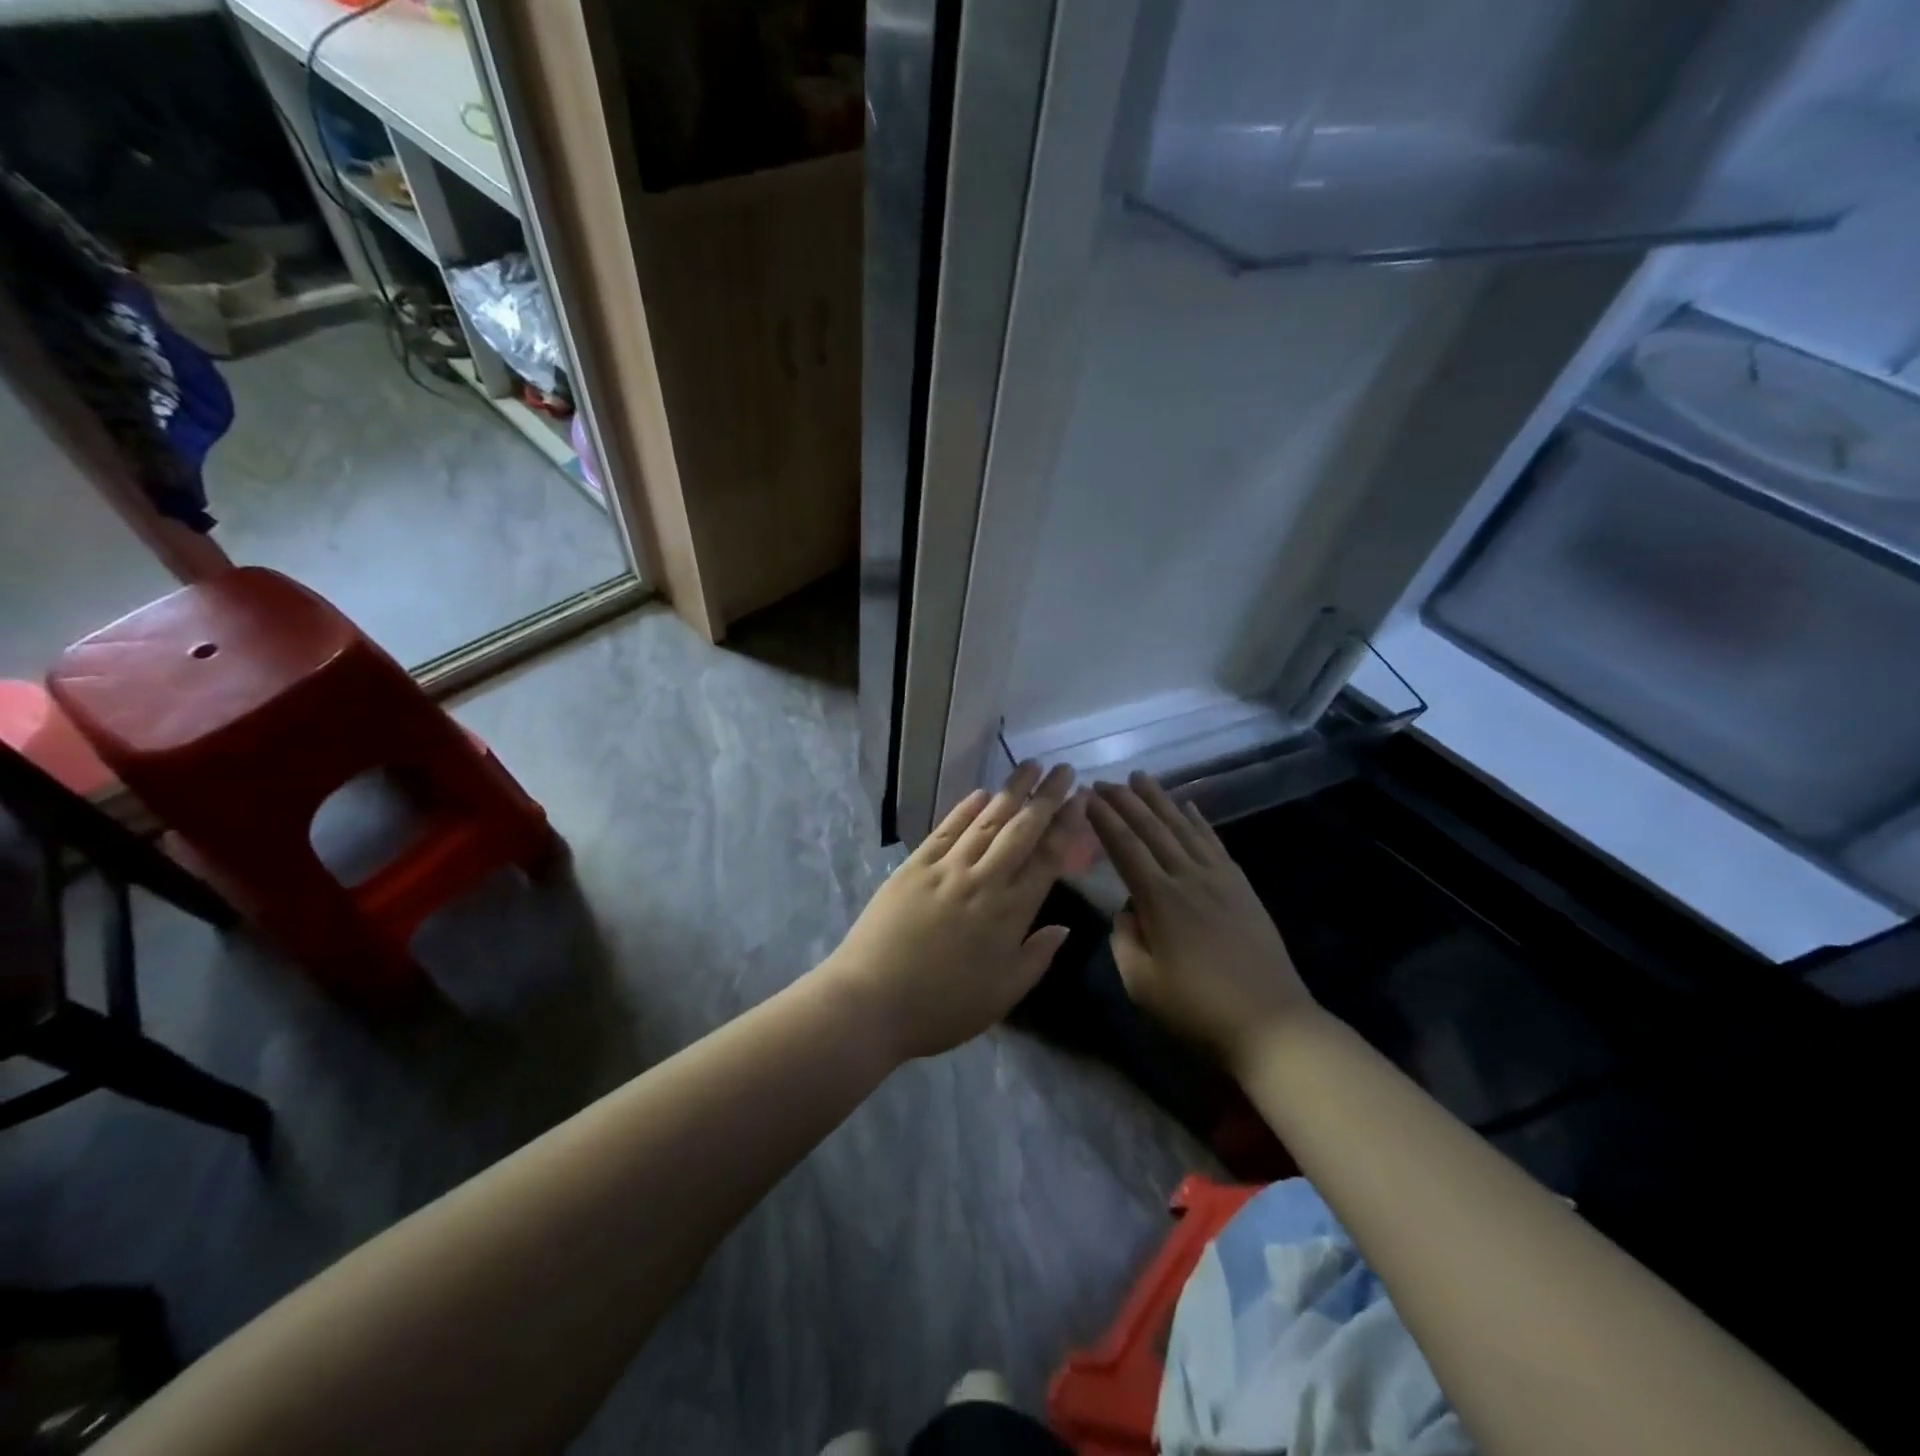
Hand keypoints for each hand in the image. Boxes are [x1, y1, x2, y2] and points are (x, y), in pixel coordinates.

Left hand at [826, 762, 1081, 1062]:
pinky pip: (945, 830)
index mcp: (1009, 913)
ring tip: (1028, 766)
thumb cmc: (942, 1007)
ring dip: (1010, 791)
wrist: (871, 1001)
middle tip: (1063, 768)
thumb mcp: (1002, 996)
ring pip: (986, 821)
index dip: (1067, 826)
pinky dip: (964, 809)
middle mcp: (982, 880)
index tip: (1080, 799)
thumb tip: (1064, 927)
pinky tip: (979, 793)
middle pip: (1021, 830)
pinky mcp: (914, 867)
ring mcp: (945, 869)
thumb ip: (1037, 957)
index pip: (1047, 858)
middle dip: (1045, 797)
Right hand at [1086, 774, 1315, 1071]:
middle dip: (1126, 801)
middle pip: (1153, 829)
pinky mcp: (1242, 886)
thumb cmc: (1198, 1009)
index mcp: (1160, 900)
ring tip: (1141, 777)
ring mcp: (1220, 879)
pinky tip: (1188, 806)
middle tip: (1104, 781)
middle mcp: (1189, 878)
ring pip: (1184, 828)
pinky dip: (1199, 821)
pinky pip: (1215, 842)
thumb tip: (1126, 910)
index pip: (1125, 848)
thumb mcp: (1142, 983)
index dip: (1104, 820)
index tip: (1087, 797)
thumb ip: (1124, 939)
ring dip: (1160, 800)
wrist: (1272, 1023)